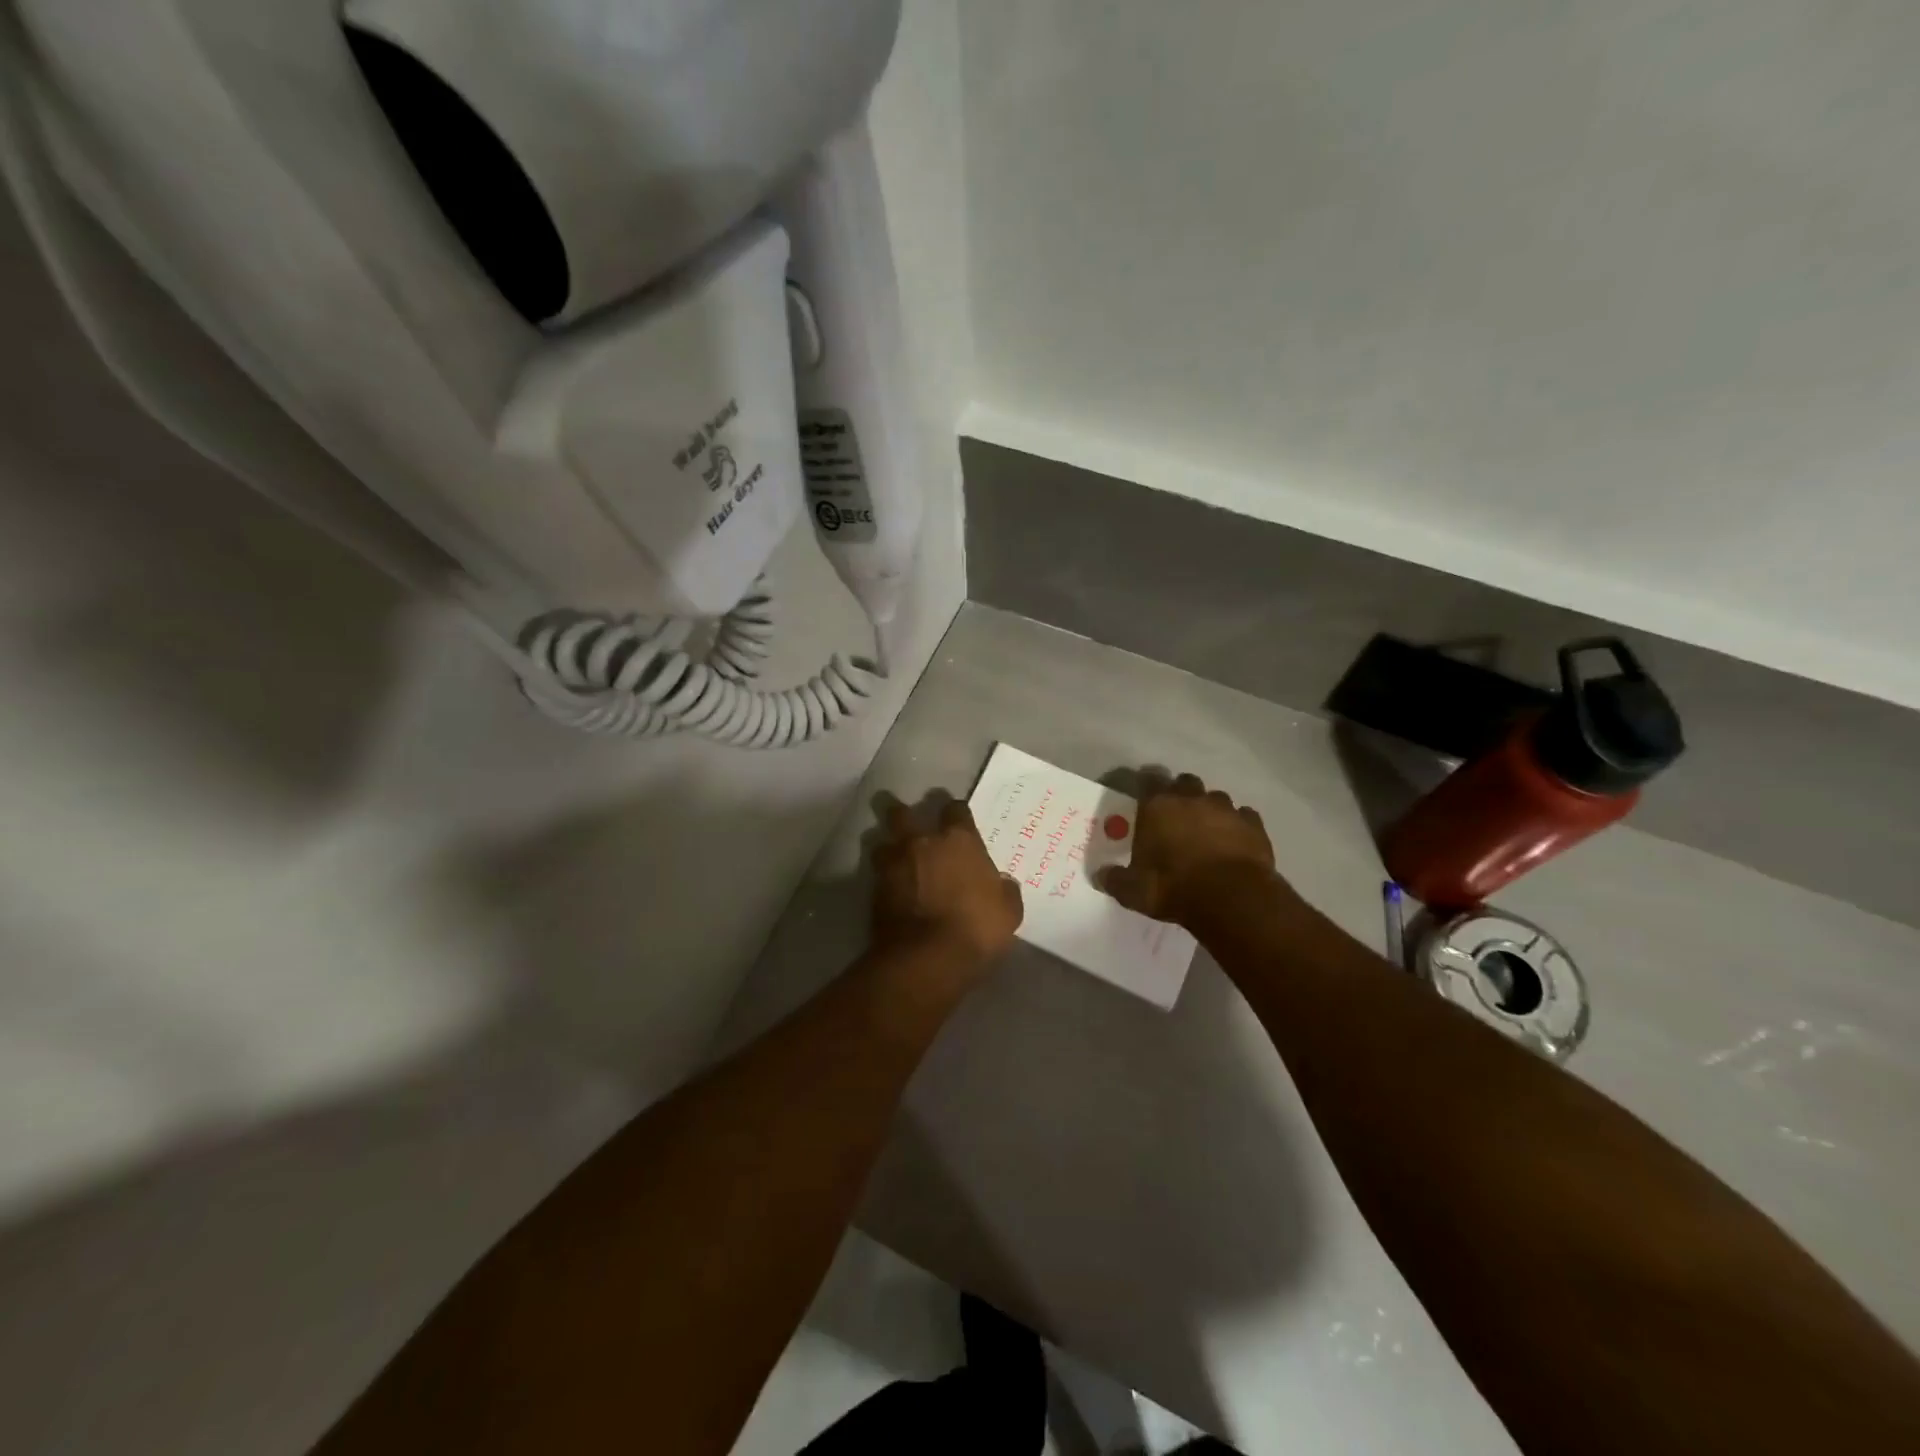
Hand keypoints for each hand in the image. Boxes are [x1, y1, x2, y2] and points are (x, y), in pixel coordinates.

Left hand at [872, 798, 1023, 966]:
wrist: (926, 957)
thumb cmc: (975, 928)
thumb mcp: (1008, 911)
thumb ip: (1004, 890)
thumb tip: (1002, 884)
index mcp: (958, 840)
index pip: (955, 809)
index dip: (956, 812)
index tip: (957, 820)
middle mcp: (921, 842)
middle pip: (903, 813)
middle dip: (903, 814)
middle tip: (908, 822)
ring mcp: (893, 864)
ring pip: (881, 842)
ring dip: (888, 848)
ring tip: (894, 858)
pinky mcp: (874, 890)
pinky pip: (876, 874)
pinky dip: (882, 878)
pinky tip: (889, 889)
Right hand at [1103, 773, 1279, 924]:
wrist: (1232, 898)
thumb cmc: (1173, 887)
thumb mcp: (1134, 891)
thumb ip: (1116, 880)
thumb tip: (1101, 876)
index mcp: (1158, 806)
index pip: (1148, 780)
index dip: (1146, 786)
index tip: (1144, 799)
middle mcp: (1192, 799)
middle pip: (1185, 782)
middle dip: (1181, 795)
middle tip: (1176, 818)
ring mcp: (1226, 809)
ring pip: (1216, 798)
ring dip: (1210, 811)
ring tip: (1207, 833)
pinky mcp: (1254, 824)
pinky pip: (1244, 817)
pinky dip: (1238, 826)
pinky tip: (1235, 843)